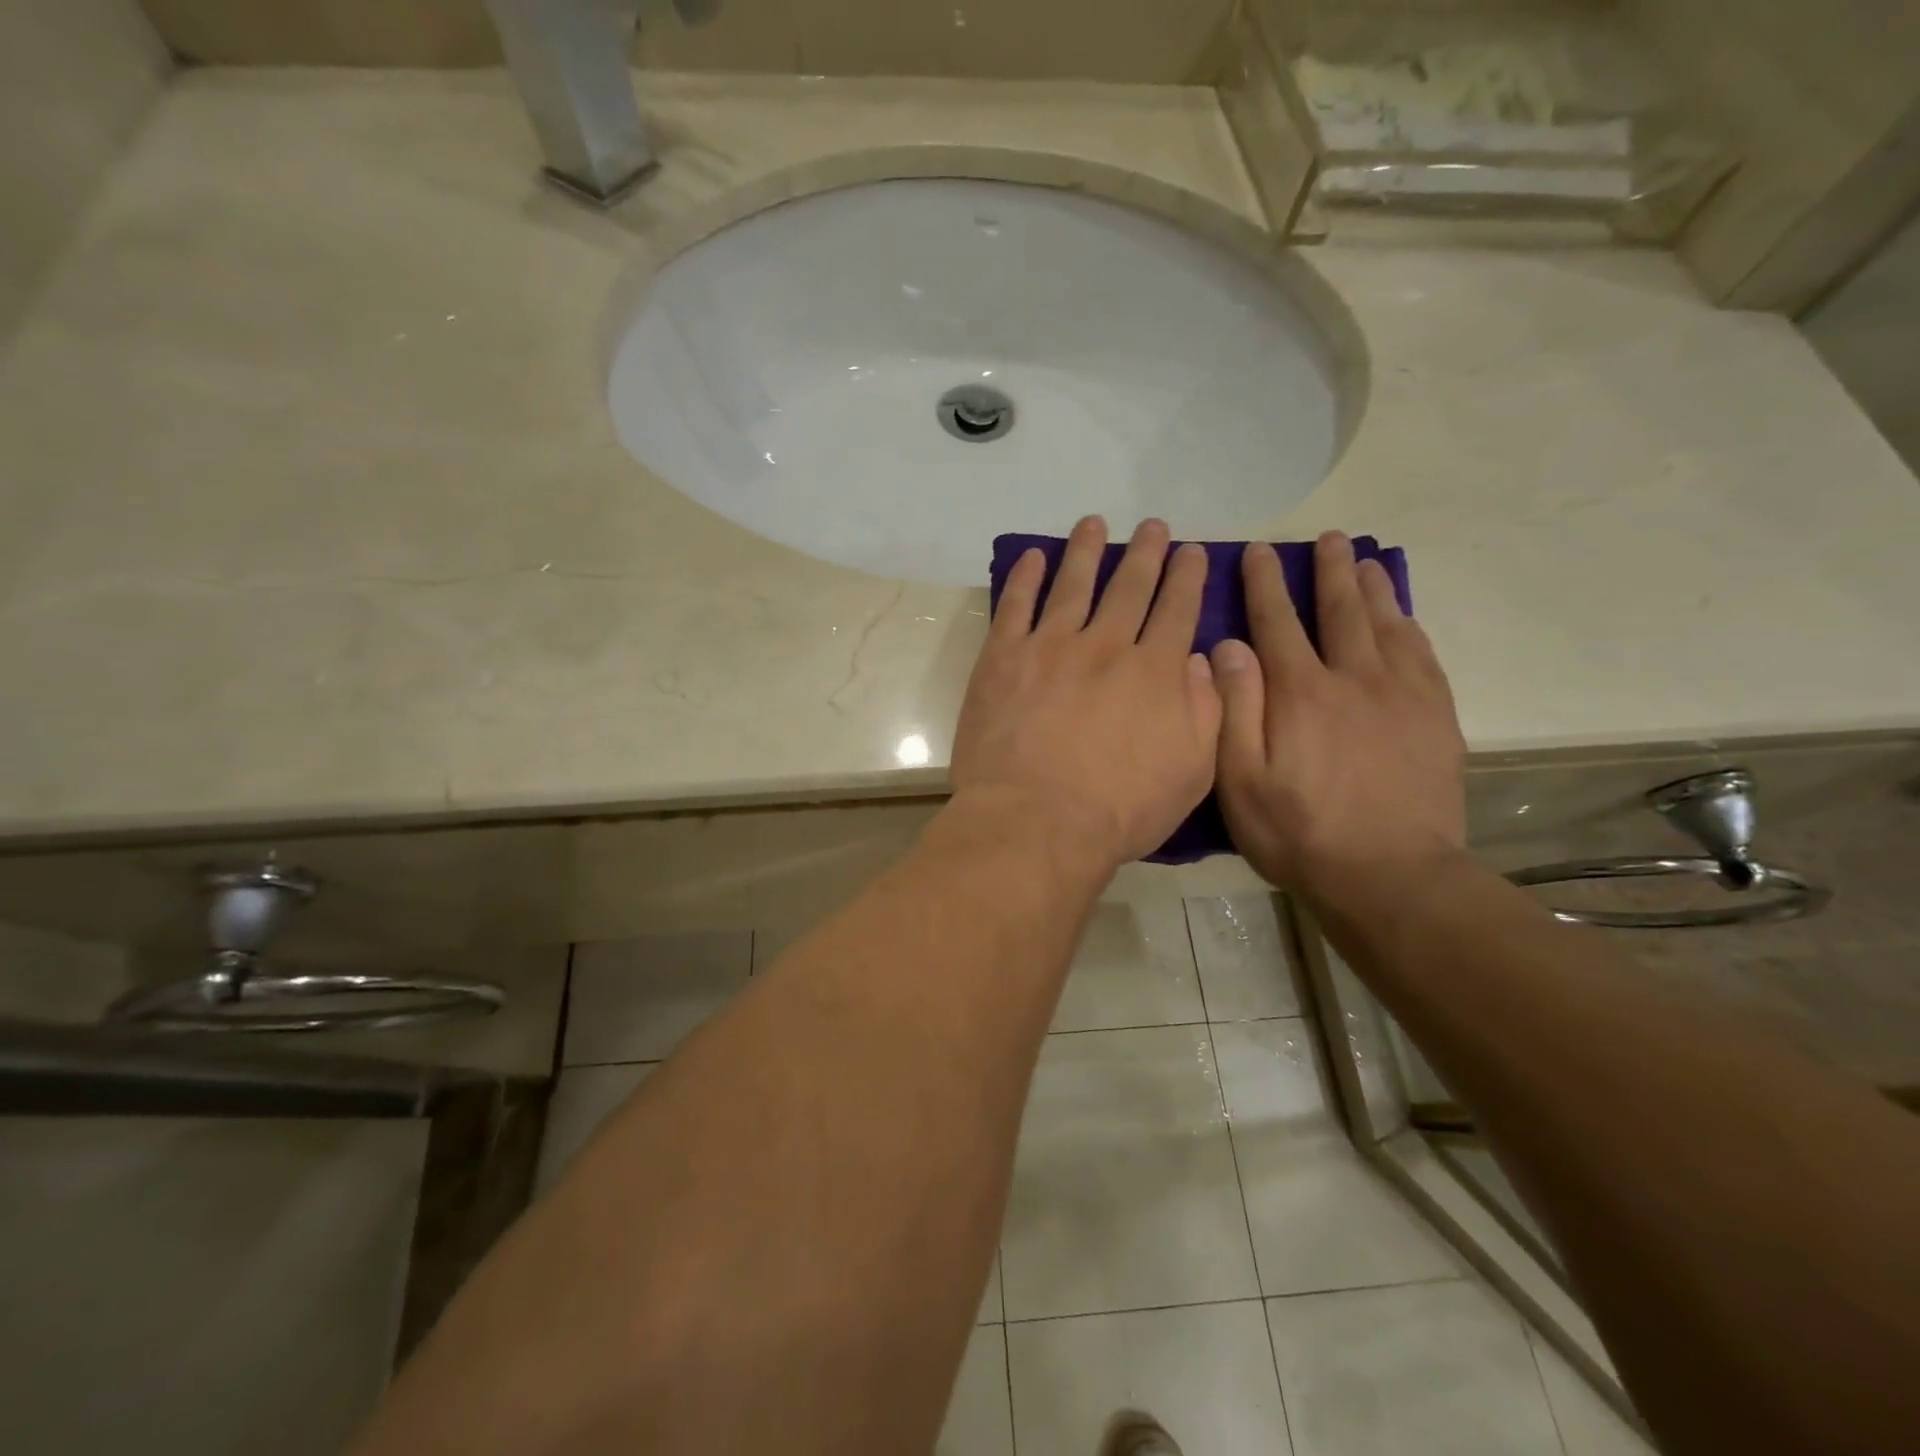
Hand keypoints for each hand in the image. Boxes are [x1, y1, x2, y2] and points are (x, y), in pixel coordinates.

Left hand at [952, 517, 1220, 870]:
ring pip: (1073, 584)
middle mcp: (1107, 646)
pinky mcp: (1003, 659)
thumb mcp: (1192, 773)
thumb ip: (1206, 712)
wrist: (1037, 821)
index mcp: (1155, 672)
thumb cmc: (1119, 810)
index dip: (1188, 578)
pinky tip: (1033, 557)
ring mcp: (1051, 647)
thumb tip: (1204, 663)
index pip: (1178, 611)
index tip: (1193, 552)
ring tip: (1093, 523)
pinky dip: (1025, 578)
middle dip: (1145, 553)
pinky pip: (1015, 606)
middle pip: (1130, 587)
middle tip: (1153, 526)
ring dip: (1086, 550)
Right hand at [1212, 532, 1465, 900]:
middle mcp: (1353, 679)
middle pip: (1340, 610)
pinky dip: (1410, 628)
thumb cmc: (1298, 832)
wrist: (1389, 875)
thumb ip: (1233, 709)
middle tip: (1327, 538)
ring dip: (1372, 589)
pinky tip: (1403, 618)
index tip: (1257, 550)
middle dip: (1329, 571)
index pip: (1277, 622)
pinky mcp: (1435, 718)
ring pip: (1386, 626)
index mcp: (1300, 692)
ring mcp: (1401, 696)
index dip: (1265, 583)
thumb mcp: (1241, 780)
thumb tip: (1227, 646)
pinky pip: (1424, 656)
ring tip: (1364, 560)